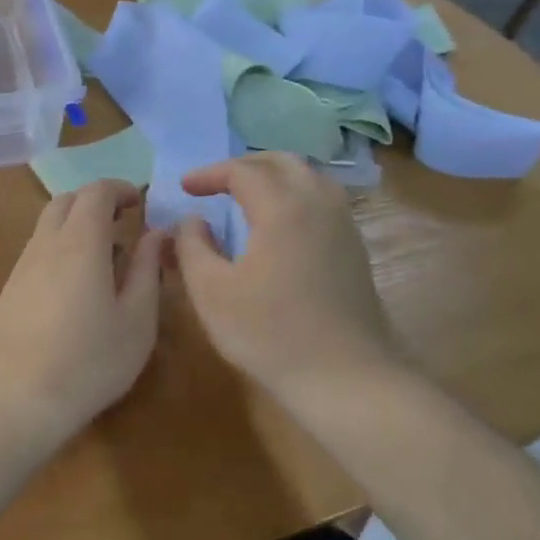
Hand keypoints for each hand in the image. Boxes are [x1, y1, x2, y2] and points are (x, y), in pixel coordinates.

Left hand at [0, 181, 165, 450]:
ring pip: (47, 227)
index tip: (141, 203)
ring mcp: (21, 268)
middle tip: (123, 224)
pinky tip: (76, 290)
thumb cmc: (89, 361)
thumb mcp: (137, 320)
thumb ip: (147, 269)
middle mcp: (45, 245)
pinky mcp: (8, 291)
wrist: (15, 400)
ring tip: (105, 261)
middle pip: (65, 201)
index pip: (96, 191)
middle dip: (95, 202)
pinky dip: (60, 250)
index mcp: (80, 242)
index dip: (120, 189)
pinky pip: (37, 252)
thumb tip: (156, 234)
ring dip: (76, 227)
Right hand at [174, 154, 398, 409]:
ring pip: (310, 177)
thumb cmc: (269, 333)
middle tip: (216, 183)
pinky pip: (323, 200)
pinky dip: (295, 195)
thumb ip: (192, 247)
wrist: (345, 377)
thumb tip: (192, 221)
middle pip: (282, 162)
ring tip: (247, 196)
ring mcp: (344, 225)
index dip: (209, 174)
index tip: (185, 188)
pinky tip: (280, 225)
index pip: (242, 171)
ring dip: (274, 177)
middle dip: (244, 165)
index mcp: (283, 208)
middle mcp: (319, 204)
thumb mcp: (211, 291)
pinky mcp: (355, 248)